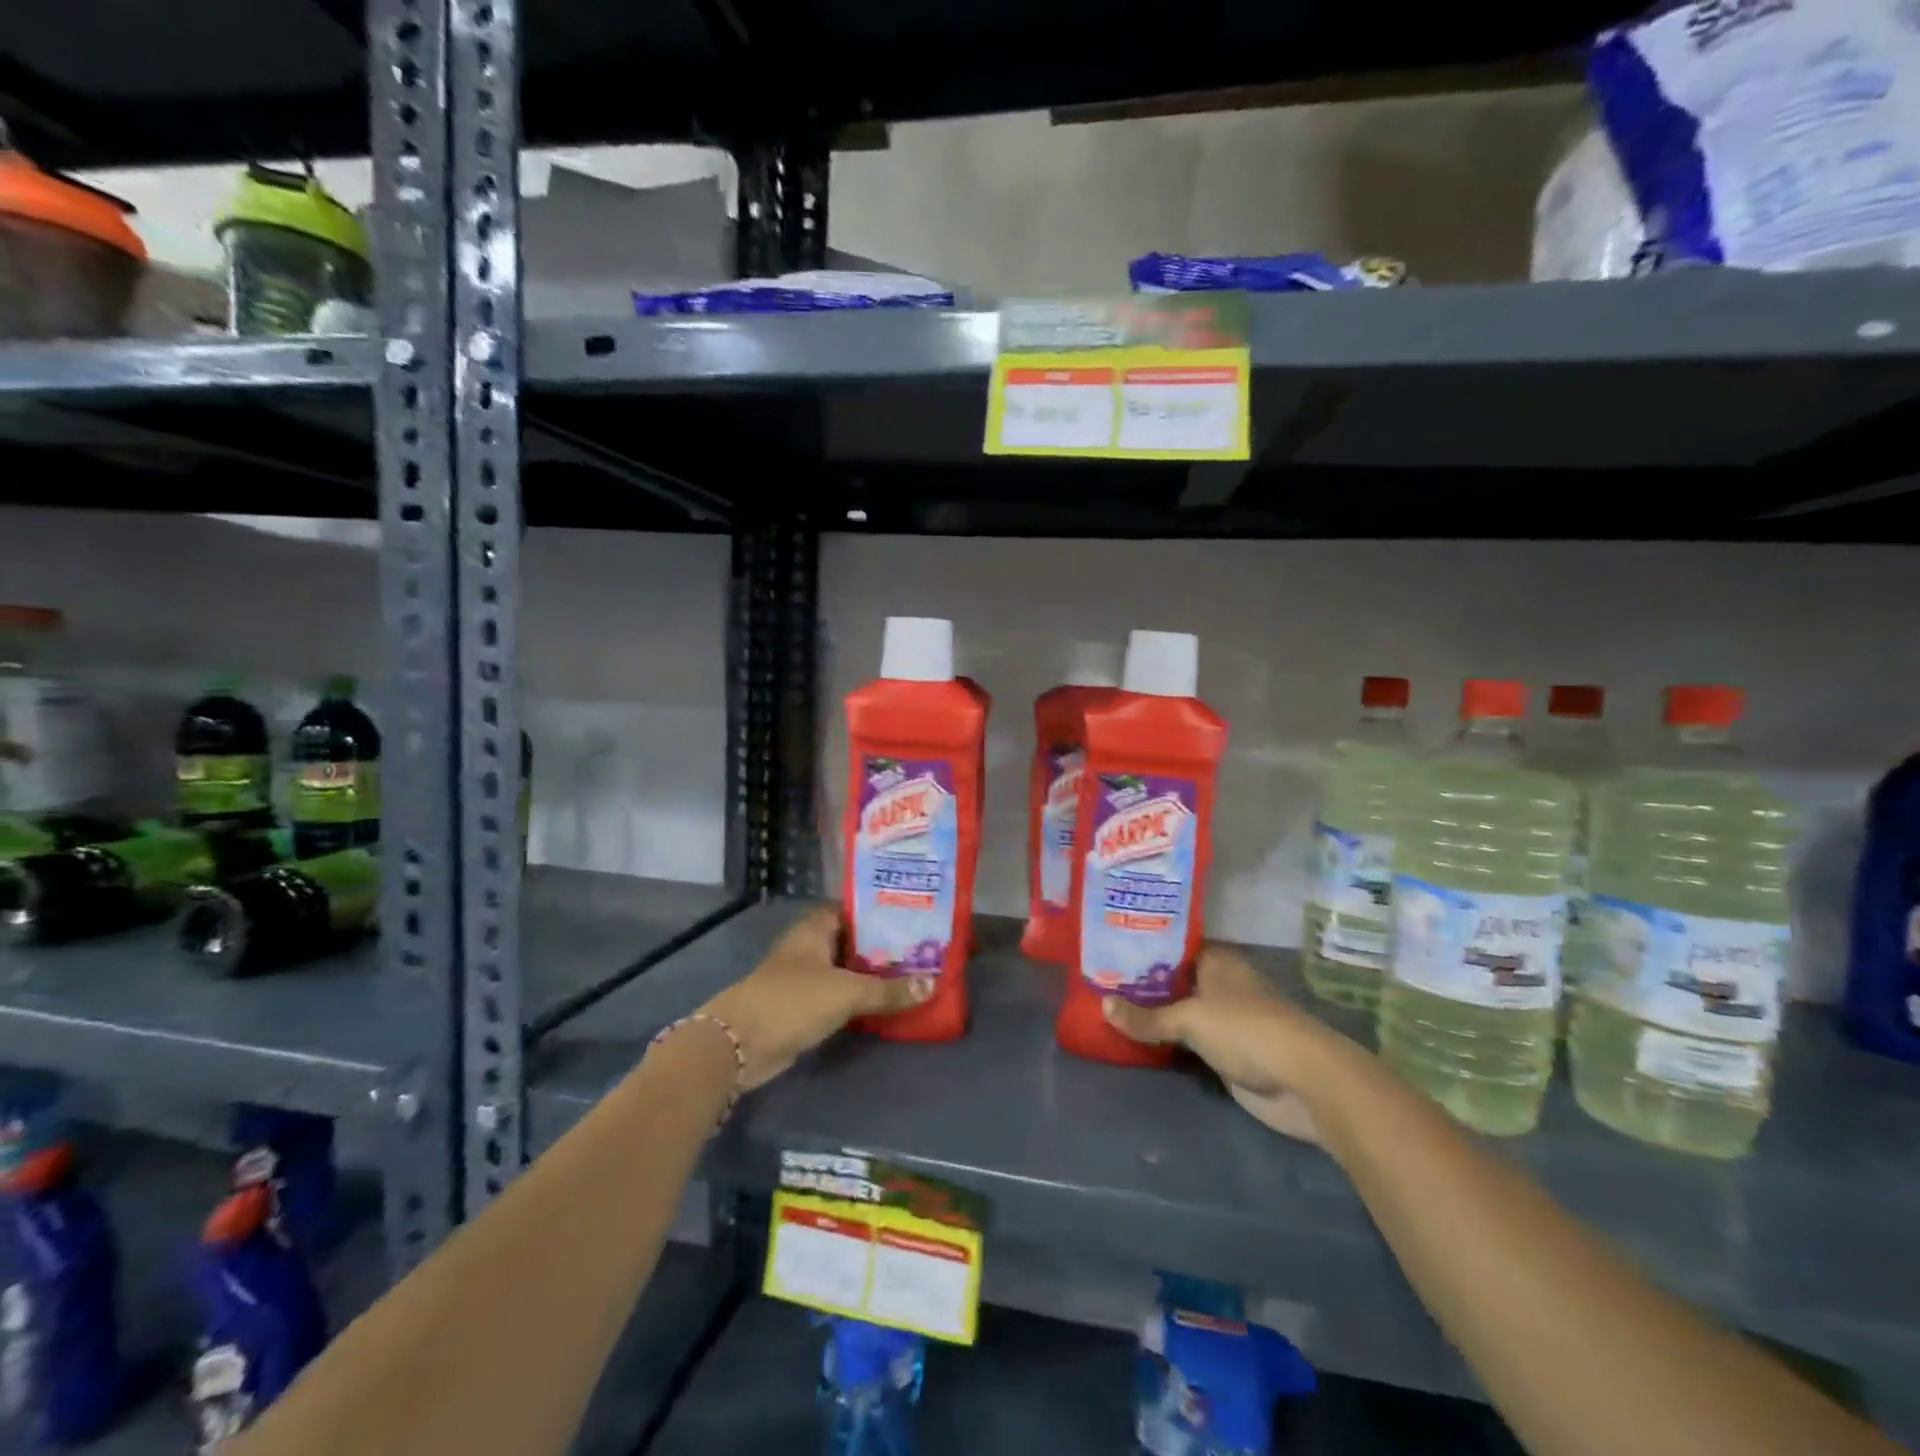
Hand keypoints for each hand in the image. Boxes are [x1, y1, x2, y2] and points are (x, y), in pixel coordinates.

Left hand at [696, 905, 930, 1089]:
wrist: (741, 1044)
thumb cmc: (794, 1001)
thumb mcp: (848, 992)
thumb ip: (889, 990)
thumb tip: (932, 983)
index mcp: (814, 928)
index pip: (851, 908)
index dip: (878, 910)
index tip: (909, 915)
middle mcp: (808, 946)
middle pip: (850, 939)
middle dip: (880, 944)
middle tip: (918, 947)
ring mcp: (802, 976)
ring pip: (843, 968)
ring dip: (869, 973)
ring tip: (910, 972)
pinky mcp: (801, 1005)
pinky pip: (836, 994)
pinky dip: (856, 997)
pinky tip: (883, 1002)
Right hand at [1100, 944, 1346, 1143]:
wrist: (1303, 1082)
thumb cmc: (1246, 1030)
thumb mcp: (1189, 1019)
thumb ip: (1146, 1016)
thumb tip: (1102, 1004)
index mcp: (1218, 961)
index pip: (1174, 945)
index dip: (1144, 946)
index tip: (1109, 948)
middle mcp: (1221, 985)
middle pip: (1175, 980)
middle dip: (1143, 983)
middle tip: (1099, 980)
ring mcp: (1226, 1021)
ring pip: (1181, 1012)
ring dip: (1154, 1016)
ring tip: (1108, 1008)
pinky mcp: (1227, 1054)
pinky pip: (1188, 1043)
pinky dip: (1167, 1043)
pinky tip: (1136, 1040)